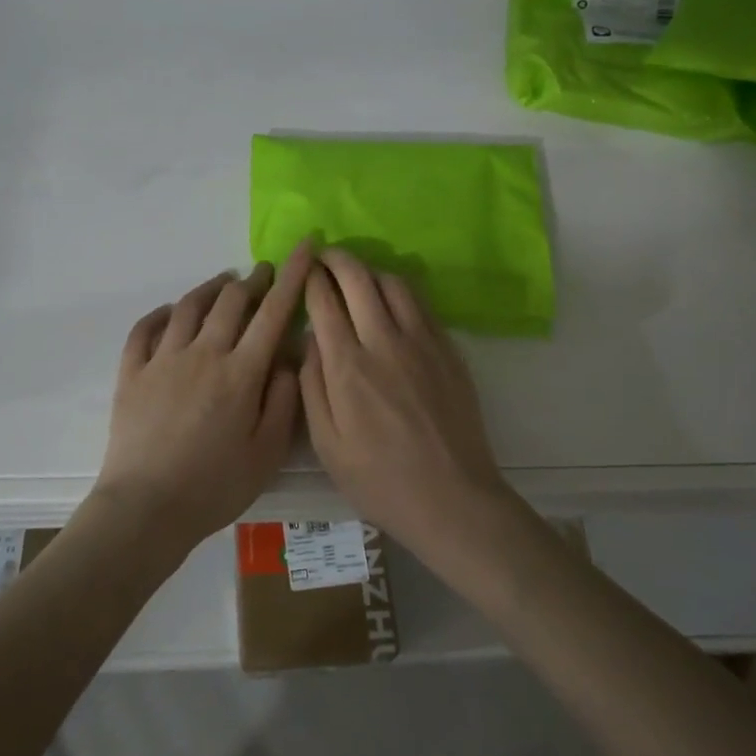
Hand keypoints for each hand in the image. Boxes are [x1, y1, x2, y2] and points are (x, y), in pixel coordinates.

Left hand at [97, 245, 311, 546]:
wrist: (146, 507)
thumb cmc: (215, 486)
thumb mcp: (267, 453)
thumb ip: (283, 400)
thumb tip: (287, 358)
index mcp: (241, 372)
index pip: (273, 312)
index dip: (293, 276)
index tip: (305, 247)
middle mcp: (203, 353)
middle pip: (231, 301)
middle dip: (253, 279)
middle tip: (264, 272)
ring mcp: (163, 359)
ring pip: (189, 306)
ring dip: (211, 288)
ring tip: (224, 283)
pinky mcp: (131, 372)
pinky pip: (145, 329)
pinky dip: (162, 313)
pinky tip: (171, 312)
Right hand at [299, 248, 514, 562]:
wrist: (452, 498)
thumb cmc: (379, 479)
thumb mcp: (326, 444)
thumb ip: (311, 386)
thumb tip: (310, 340)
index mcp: (348, 367)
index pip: (324, 301)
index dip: (311, 279)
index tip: (303, 269)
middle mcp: (384, 342)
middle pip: (358, 278)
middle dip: (337, 259)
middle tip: (325, 256)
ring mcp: (422, 342)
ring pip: (394, 283)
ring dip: (370, 271)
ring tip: (357, 276)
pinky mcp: (448, 349)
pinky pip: (421, 304)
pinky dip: (399, 291)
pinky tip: (391, 301)